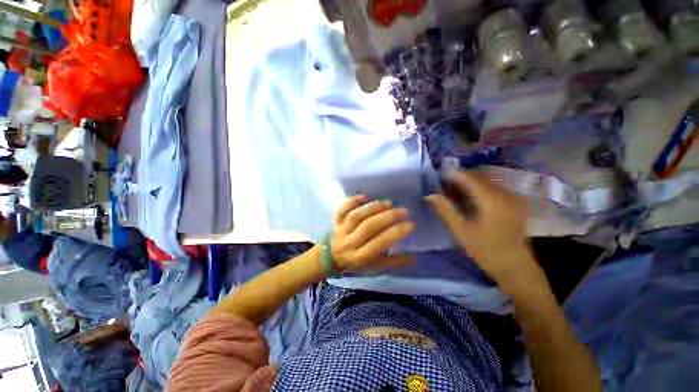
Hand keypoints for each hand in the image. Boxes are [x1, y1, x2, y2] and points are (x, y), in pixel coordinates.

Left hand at [331, 195, 415, 272]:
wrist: (331, 257)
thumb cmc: (356, 263)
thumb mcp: (375, 268)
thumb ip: (393, 262)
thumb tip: (413, 256)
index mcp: (359, 257)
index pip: (379, 243)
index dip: (396, 233)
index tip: (410, 225)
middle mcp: (348, 243)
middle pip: (368, 227)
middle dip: (388, 217)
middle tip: (403, 211)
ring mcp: (340, 230)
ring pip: (356, 216)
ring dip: (373, 208)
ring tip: (388, 203)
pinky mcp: (335, 221)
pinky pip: (342, 209)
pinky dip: (352, 201)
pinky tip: (365, 196)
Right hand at [426, 170, 536, 284]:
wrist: (516, 268)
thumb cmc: (486, 251)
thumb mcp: (461, 231)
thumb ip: (445, 210)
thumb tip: (430, 195)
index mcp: (492, 200)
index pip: (470, 178)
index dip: (453, 174)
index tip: (438, 176)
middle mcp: (505, 194)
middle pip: (479, 177)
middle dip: (459, 179)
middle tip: (442, 186)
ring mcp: (511, 198)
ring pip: (486, 182)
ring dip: (468, 184)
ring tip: (452, 192)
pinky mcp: (513, 204)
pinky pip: (492, 189)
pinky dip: (477, 190)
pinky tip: (468, 199)